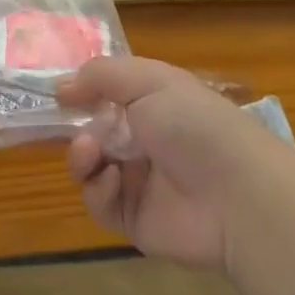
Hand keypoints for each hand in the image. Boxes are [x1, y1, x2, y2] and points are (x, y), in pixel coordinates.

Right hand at [58, 58, 277, 271]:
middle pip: (93, 133)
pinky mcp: (134, 219)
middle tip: (72, 127)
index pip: (109, 95)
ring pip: (90, 168)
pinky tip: (112, 180)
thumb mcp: (149, 82)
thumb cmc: (194, 124)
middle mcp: (145, 141)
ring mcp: (139, 181)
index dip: (83, 94)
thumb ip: (101, 75)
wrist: (236, 194)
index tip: (58, 95)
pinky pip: (100, 203)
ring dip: (82, 157)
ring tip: (90, 154)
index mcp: (154, 104)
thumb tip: (62, 85)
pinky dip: (98, 189)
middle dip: (78, 128)